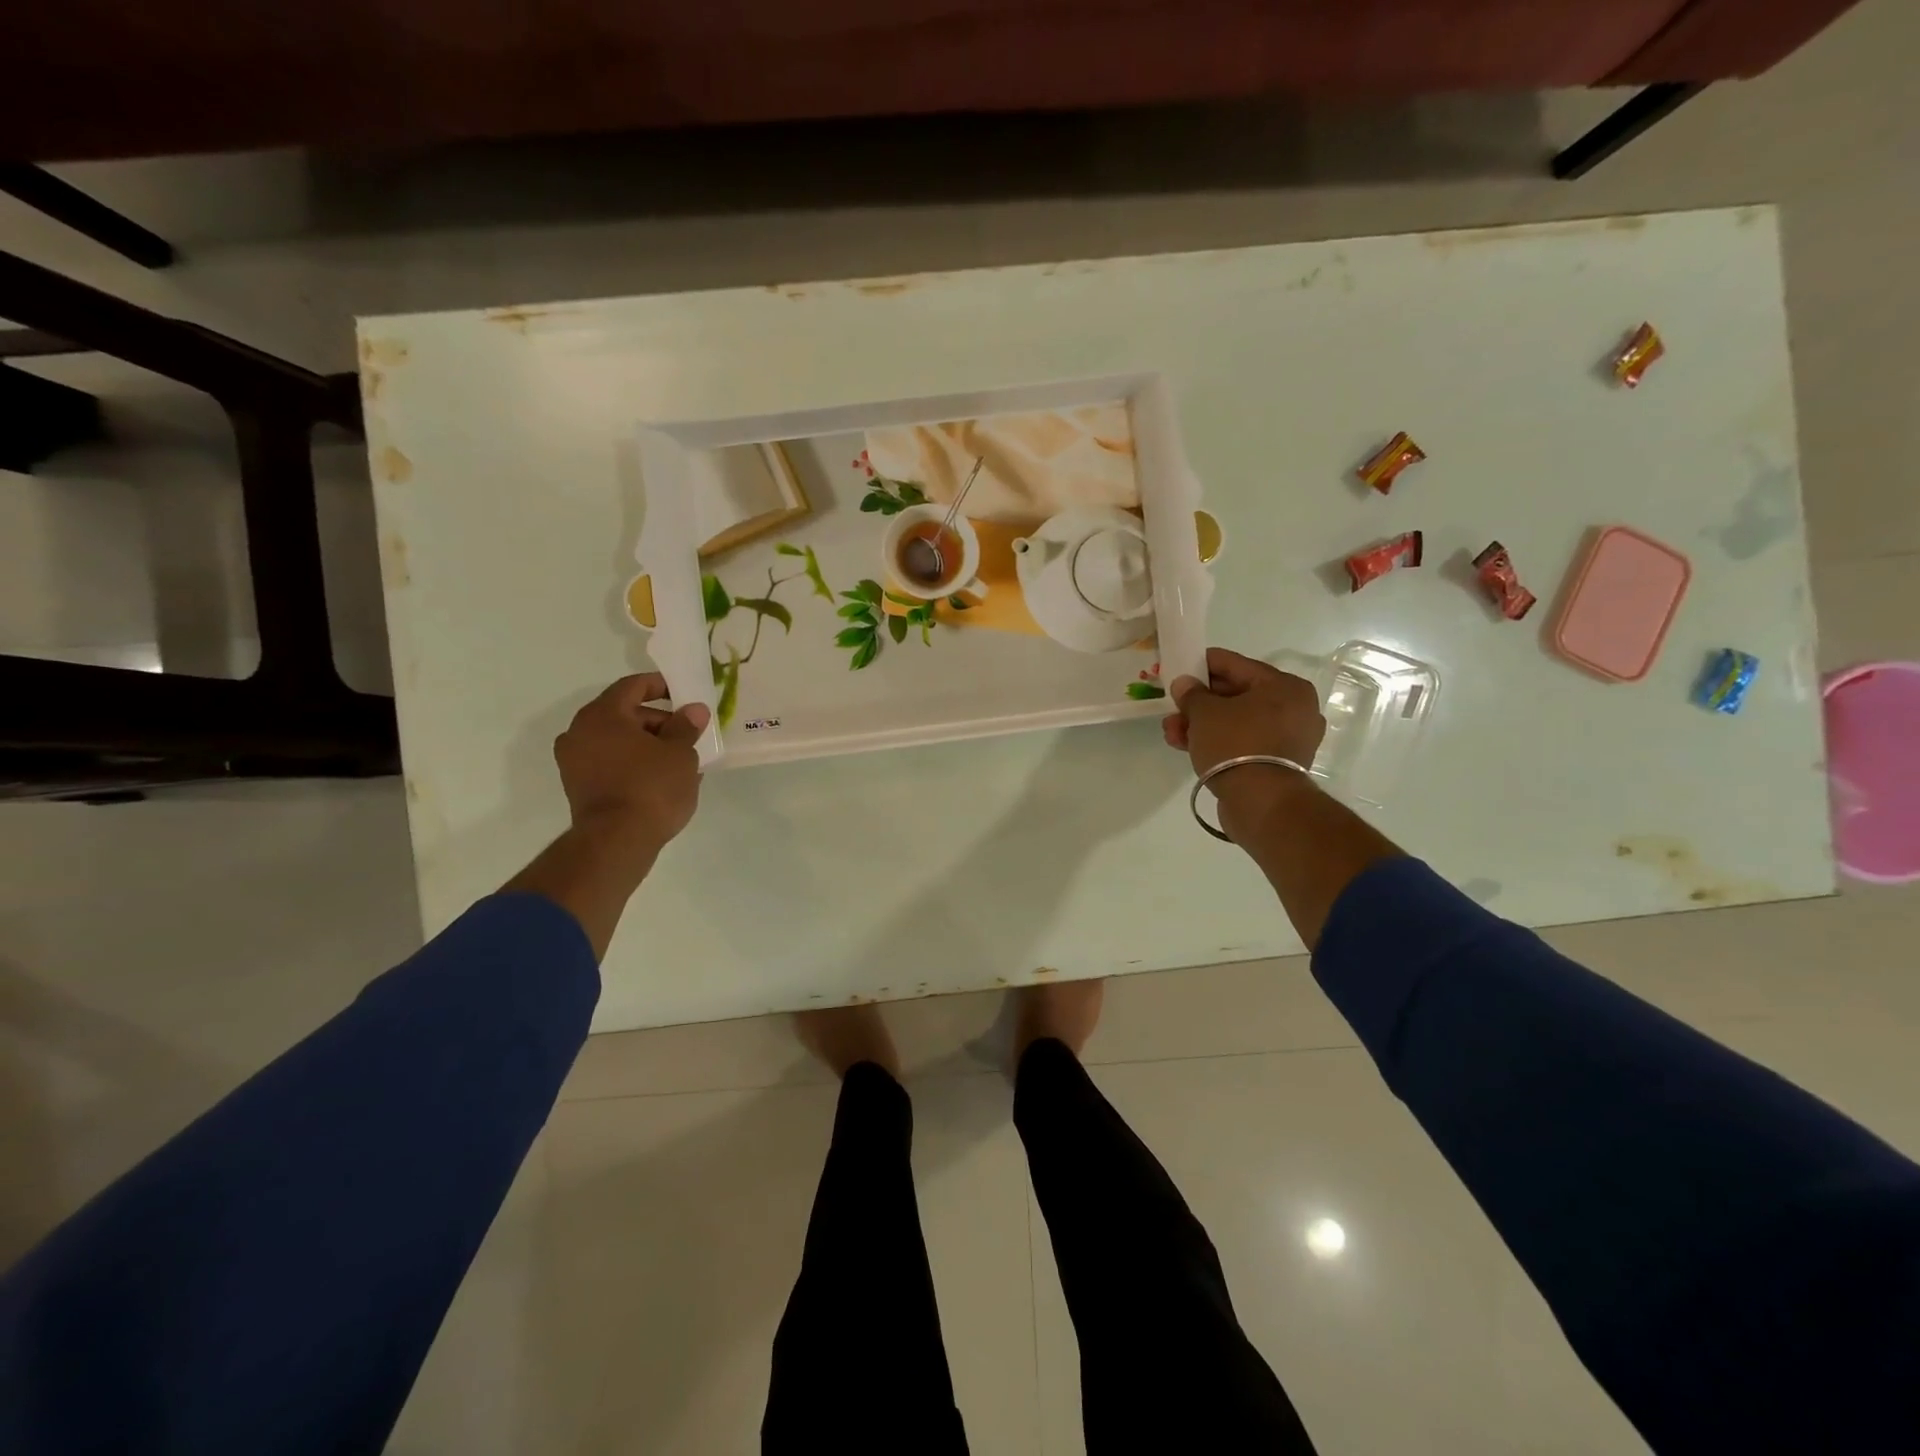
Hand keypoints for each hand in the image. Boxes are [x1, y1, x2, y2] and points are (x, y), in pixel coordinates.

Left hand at [553, 673, 708, 854]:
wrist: (617, 841)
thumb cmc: (651, 787)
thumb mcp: (680, 753)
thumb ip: (686, 726)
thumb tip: (693, 710)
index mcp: (602, 715)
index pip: (632, 686)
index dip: (659, 685)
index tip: (683, 693)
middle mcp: (579, 731)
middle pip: (623, 714)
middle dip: (657, 720)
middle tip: (687, 733)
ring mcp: (574, 761)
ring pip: (616, 740)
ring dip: (646, 743)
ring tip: (678, 759)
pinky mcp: (578, 786)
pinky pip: (610, 762)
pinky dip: (632, 762)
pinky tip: (659, 777)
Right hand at [1164, 648, 1325, 835]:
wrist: (1262, 803)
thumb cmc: (1237, 745)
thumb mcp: (1205, 713)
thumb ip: (1191, 694)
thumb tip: (1184, 684)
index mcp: (1285, 686)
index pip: (1236, 664)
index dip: (1202, 665)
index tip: (1178, 667)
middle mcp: (1295, 708)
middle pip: (1236, 695)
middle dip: (1199, 702)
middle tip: (1172, 707)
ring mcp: (1289, 738)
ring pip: (1237, 722)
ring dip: (1202, 725)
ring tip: (1171, 732)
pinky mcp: (1278, 764)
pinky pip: (1243, 743)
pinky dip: (1218, 742)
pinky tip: (1187, 746)